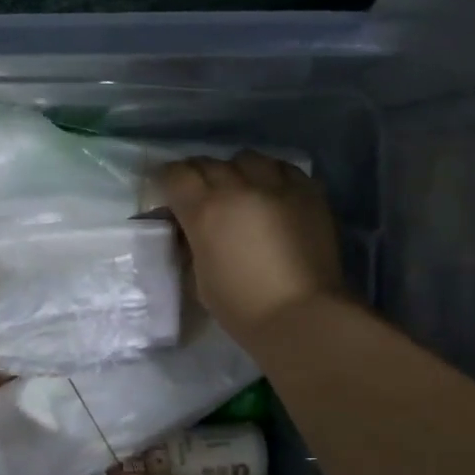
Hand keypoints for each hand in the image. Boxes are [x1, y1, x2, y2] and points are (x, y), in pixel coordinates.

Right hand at [159, 151, 345, 343]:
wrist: (302, 316)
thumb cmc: (241, 307)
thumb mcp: (199, 277)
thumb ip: (193, 244)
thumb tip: (192, 230)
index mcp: (205, 211)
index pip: (175, 174)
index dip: (166, 181)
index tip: (166, 194)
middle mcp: (238, 188)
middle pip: (208, 162)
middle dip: (197, 176)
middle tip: (199, 195)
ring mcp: (277, 186)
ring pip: (247, 158)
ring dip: (236, 171)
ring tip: (239, 189)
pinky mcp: (308, 192)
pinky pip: (283, 168)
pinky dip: (270, 175)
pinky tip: (271, 192)